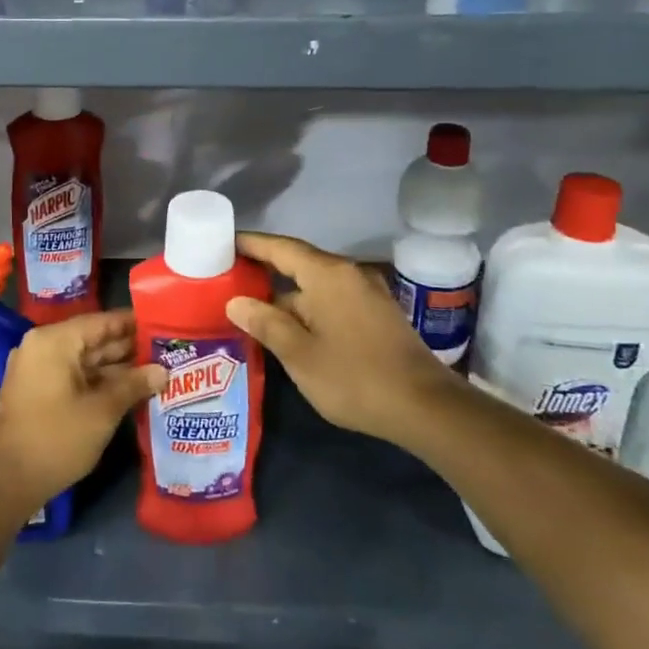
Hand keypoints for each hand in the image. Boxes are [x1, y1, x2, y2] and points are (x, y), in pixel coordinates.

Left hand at [0, 309, 166, 514]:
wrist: (7, 481)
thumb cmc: (57, 439)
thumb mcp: (102, 411)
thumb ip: (134, 385)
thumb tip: (163, 371)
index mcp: (54, 341)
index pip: (101, 321)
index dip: (133, 324)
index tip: (162, 325)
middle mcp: (42, 346)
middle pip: (92, 339)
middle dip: (127, 347)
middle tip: (165, 351)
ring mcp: (37, 368)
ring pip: (84, 360)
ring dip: (116, 367)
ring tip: (155, 370)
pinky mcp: (37, 390)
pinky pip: (73, 375)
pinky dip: (98, 380)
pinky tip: (128, 389)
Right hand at [227, 232, 453, 447]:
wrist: (426, 407)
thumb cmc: (355, 377)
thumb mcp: (299, 354)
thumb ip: (266, 323)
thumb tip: (236, 302)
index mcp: (327, 274)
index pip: (280, 247)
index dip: (250, 244)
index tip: (223, 241)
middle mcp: (348, 273)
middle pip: (298, 262)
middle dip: (265, 269)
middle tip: (229, 277)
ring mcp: (367, 293)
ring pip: (316, 284)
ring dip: (286, 292)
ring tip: (253, 306)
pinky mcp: (377, 314)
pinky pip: (332, 298)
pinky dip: (308, 305)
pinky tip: (292, 326)